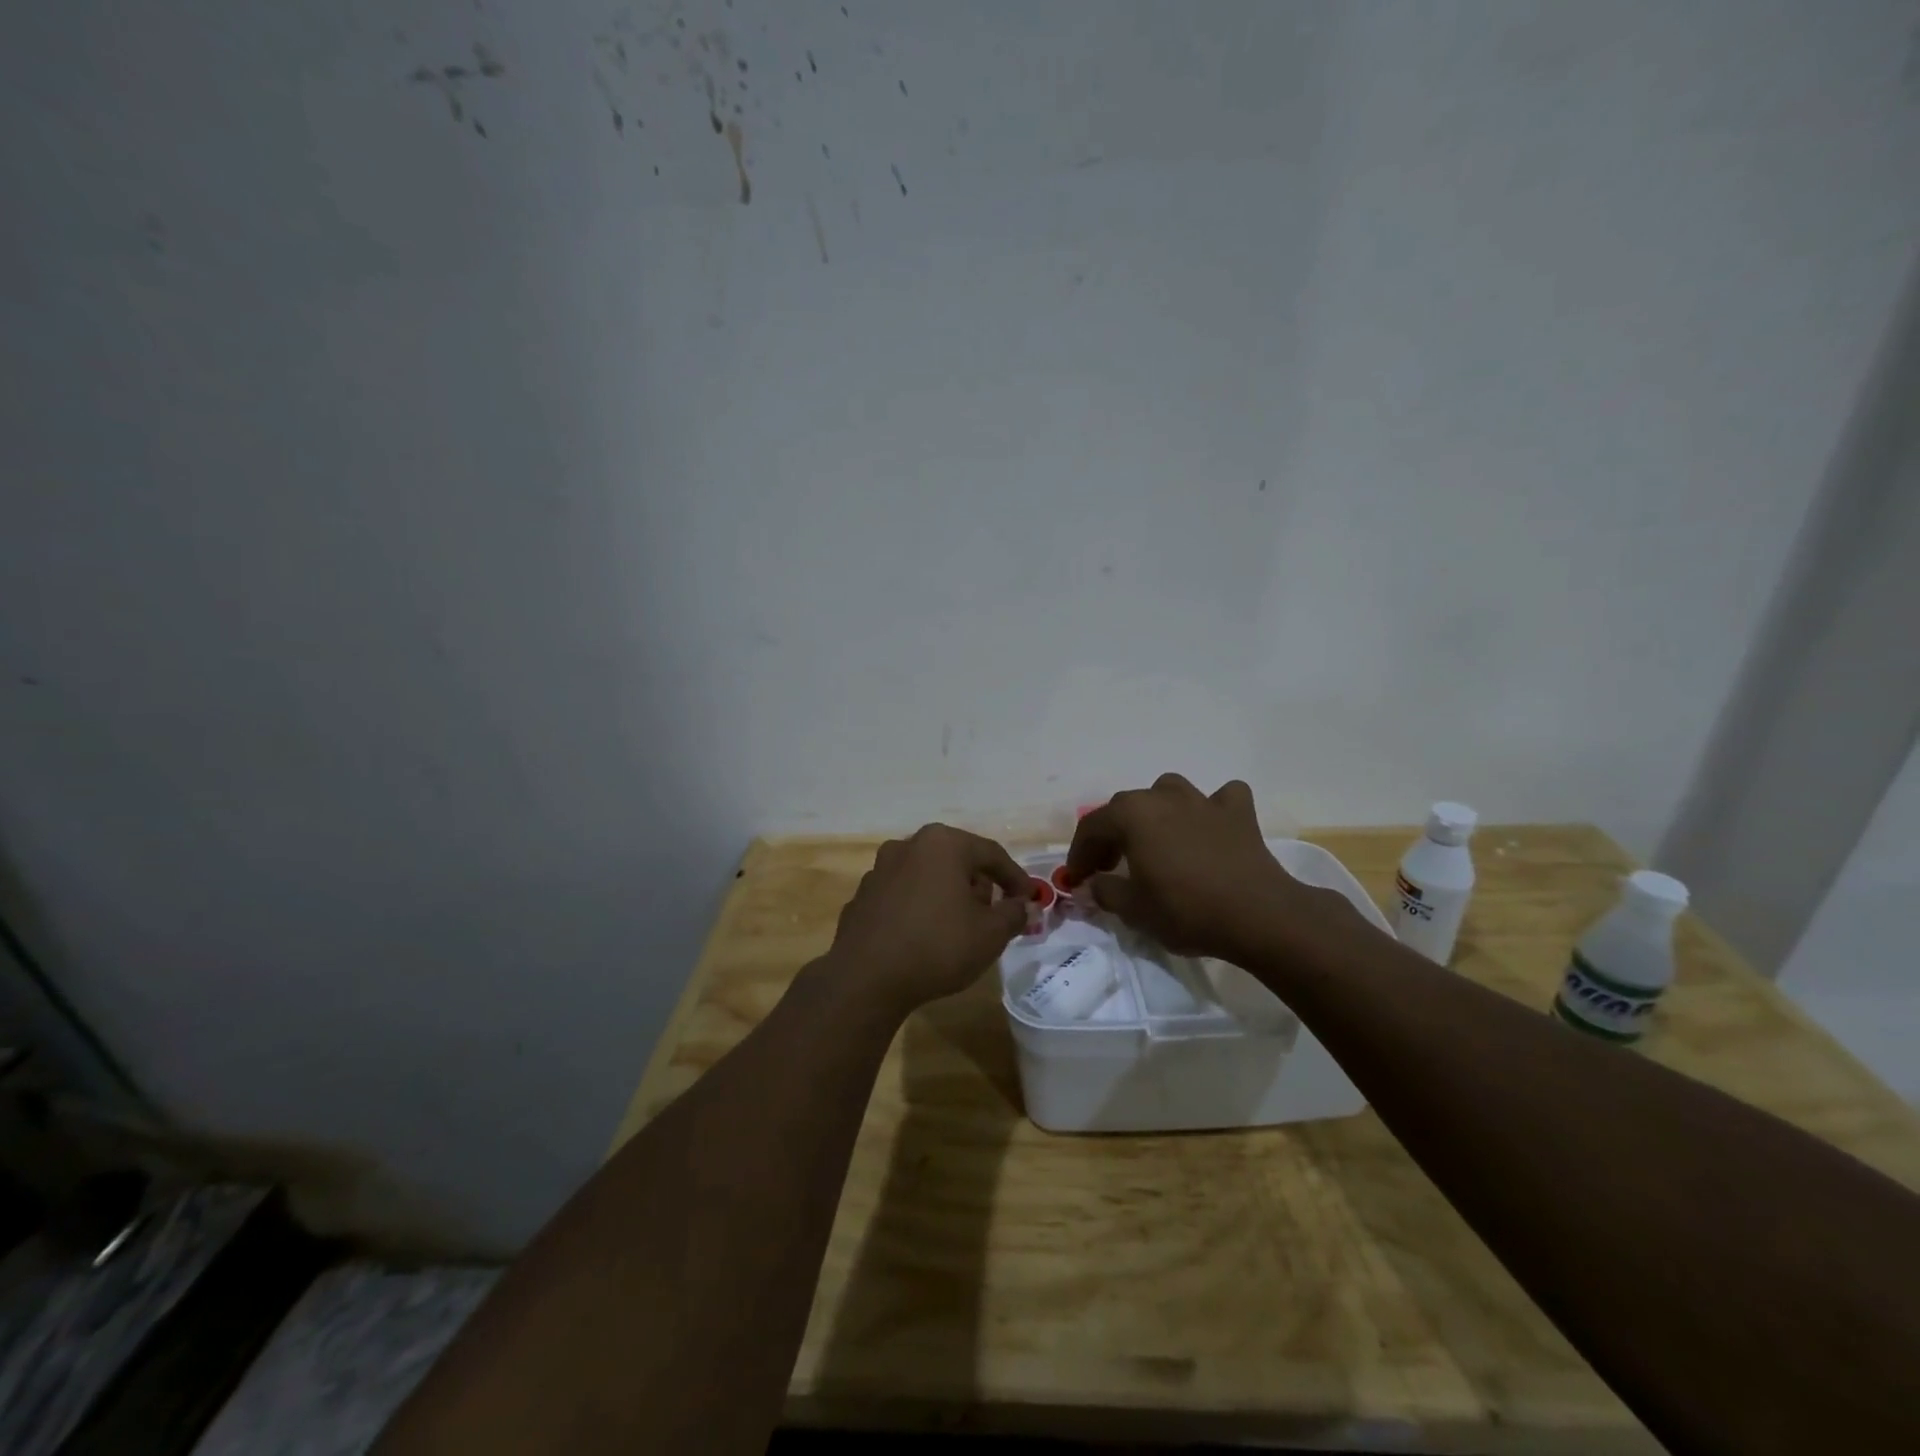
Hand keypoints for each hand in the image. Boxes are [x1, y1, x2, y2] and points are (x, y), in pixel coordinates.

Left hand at [821, 824, 1031, 1016]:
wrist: (866, 978)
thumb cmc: (937, 946)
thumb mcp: (990, 934)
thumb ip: (1014, 914)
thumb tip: (1023, 907)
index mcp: (942, 844)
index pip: (991, 854)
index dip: (1016, 877)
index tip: (1029, 899)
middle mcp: (908, 845)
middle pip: (957, 860)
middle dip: (979, 886)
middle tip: (993, 916)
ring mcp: (880, 870)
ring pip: (928, 876)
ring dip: (947, 895)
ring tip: (959, 929)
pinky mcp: (863, 896)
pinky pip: (903, 896)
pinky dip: (919, 909)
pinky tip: (924, 937)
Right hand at [1064, 774, 1348, 964]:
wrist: (1257, 915)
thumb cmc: (1185, 910)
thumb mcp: (1133, 909)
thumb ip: (1105, 891)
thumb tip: (1093, 884)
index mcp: (1132, 814)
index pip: (1092, 827)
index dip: (1080, 854)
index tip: (1077, 879)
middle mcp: (1163, 796)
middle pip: (1126, 808)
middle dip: (1112, 835)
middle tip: (1110, 867)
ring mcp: (1203, 800)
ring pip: (1169, 792)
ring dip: (1157, 812)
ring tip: (1156, 839)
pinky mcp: (1238, 813)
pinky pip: (1221, 800)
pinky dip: (1212, 810)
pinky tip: (1211, 828)